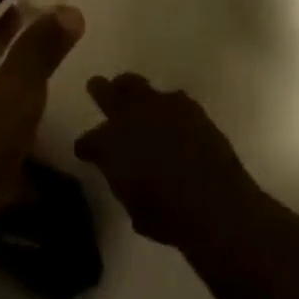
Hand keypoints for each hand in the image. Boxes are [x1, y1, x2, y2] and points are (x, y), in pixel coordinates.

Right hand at [75, 73, 260, 250]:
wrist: (213, 200)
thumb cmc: (167, 215)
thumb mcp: (134, 207)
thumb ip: (123, 183)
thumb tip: (124, 175)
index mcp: (110, 144)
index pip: (88, 140)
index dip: (86, 147)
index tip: (85, 151)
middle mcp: (130, 116)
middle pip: (106, 92)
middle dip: (100, 89)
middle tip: (96, 86)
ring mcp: (159, 105)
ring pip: (135, 84)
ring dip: (130, 90)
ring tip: (131, 94)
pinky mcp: (186, 104)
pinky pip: (169, 97)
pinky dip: (165, 105)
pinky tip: (170, 115)